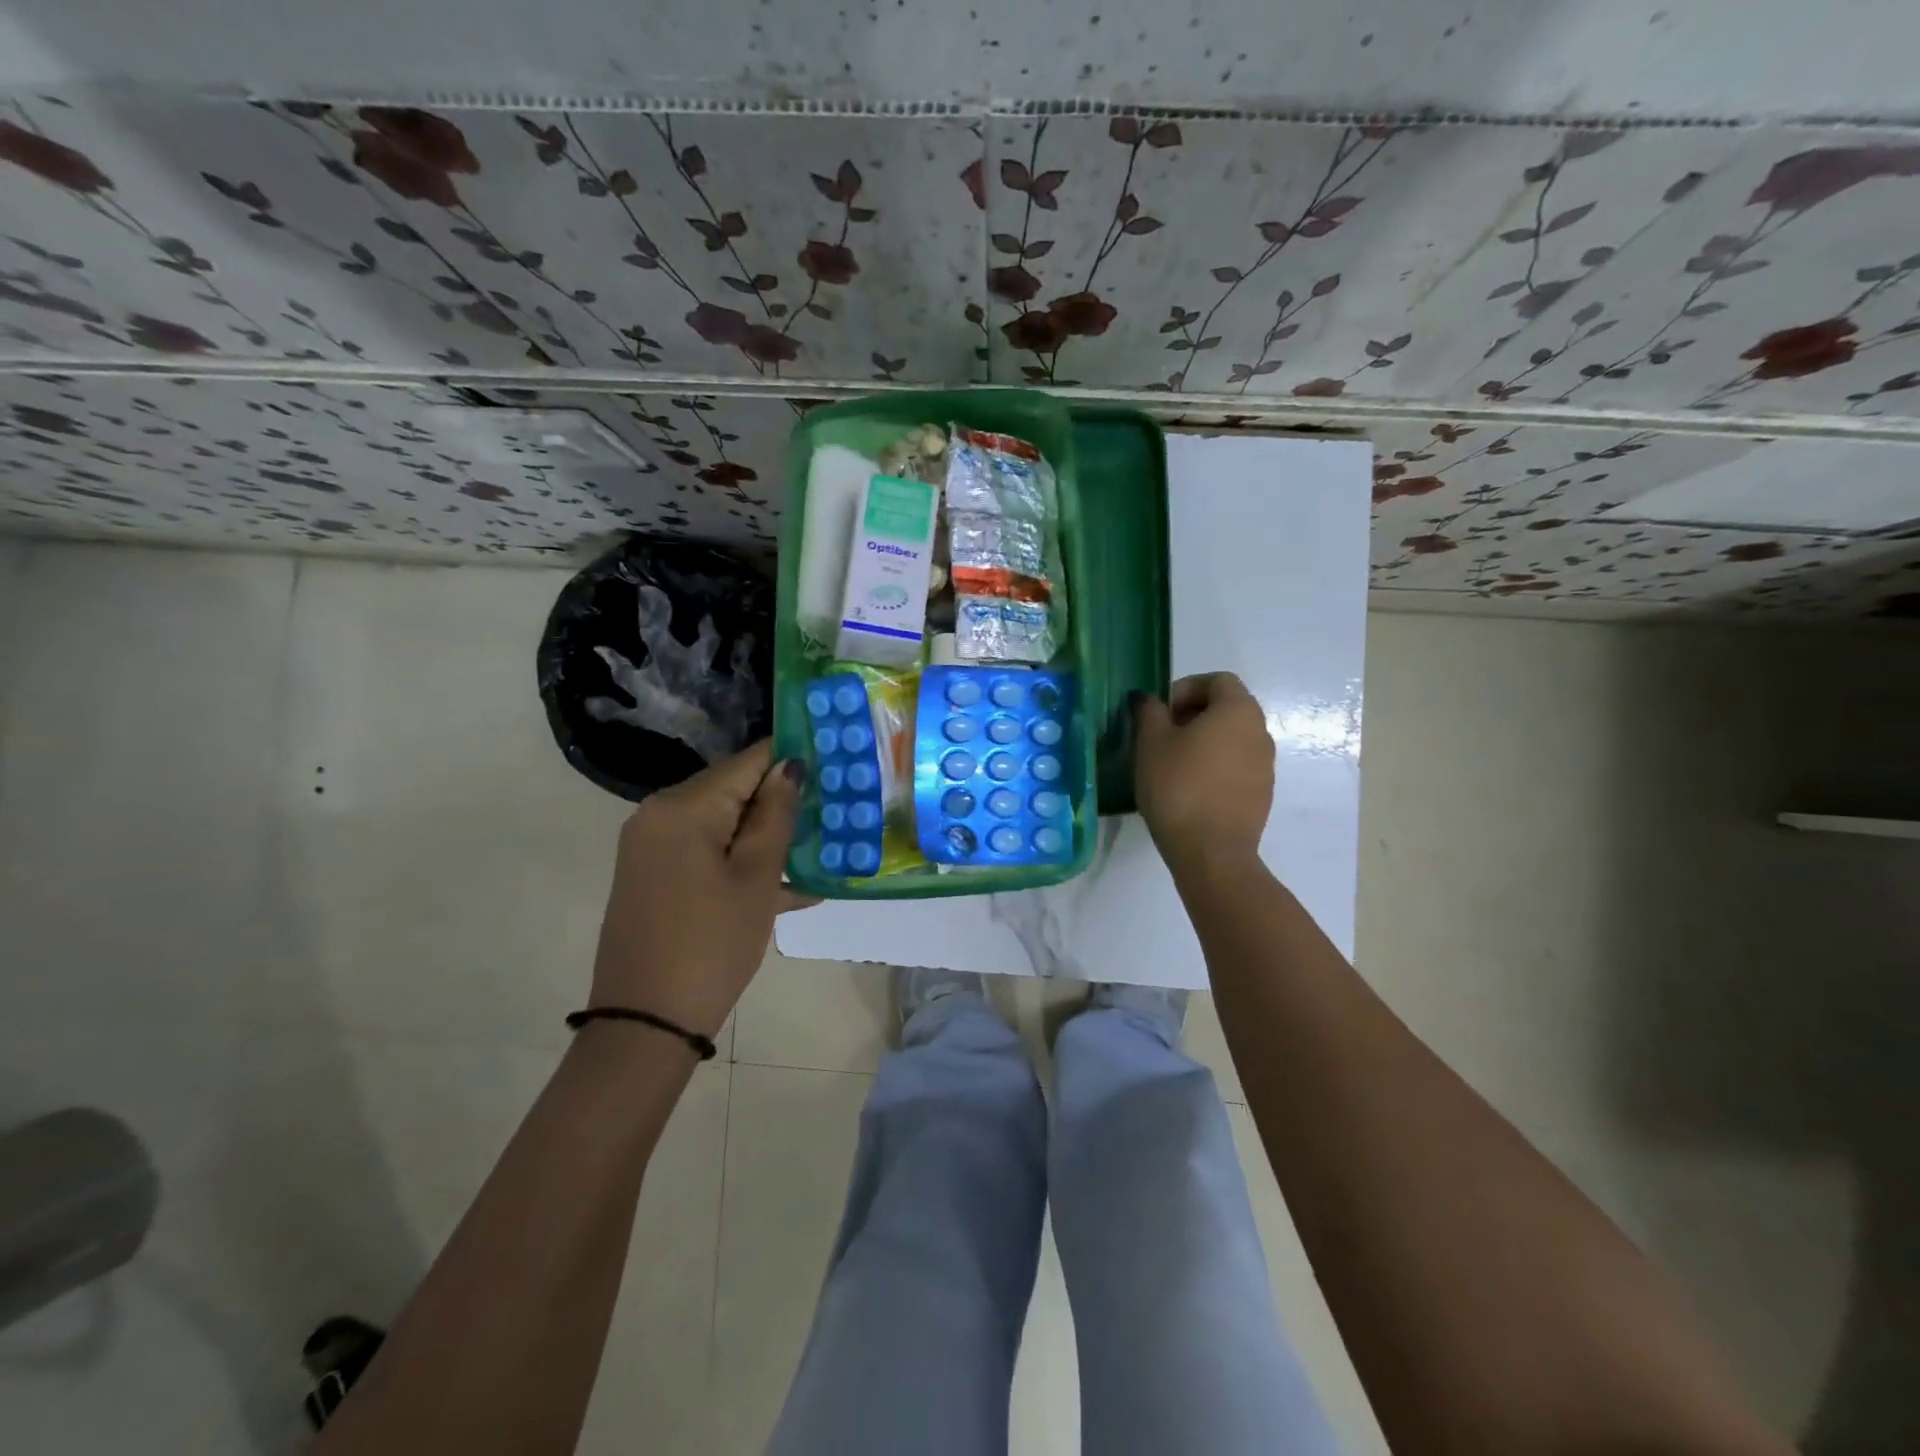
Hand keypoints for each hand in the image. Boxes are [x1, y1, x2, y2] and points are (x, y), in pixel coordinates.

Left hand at [589, 741, 807, 1038]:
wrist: (645, 1023)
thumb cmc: (712, 944)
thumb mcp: (756, 878)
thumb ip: (776, 815)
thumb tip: (790, 766)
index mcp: (683, 806)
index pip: (748, 762)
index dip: (791, 759)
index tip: (833, 766)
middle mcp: (659, 813)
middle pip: (733, 789)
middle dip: (781, 801)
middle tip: (832, 813)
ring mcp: (652, 845)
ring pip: (722, 823)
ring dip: (766, 836)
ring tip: (818, 850)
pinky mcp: (654, 873)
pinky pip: (706, 850)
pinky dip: (740, 860)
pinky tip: (788, 884)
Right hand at [1132, 673, 1273, 872]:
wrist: (1211, 852)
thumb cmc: (1178, 787)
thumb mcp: (1151, 743)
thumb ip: (1149, 712)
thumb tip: (1148, 698)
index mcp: (1238, 710)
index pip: (1217, 680)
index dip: (1185, 688)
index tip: (1161, 712)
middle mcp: (1260, 731)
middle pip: (1228, 707)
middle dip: (1194, 713)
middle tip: (1162, 736)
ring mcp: (1266, 764)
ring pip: (1233, 737)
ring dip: (1205, 740)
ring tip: (1173, 764)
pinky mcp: (1262, 793)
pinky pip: (1237, 765)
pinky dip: (1216, 765)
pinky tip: (1190, 789)